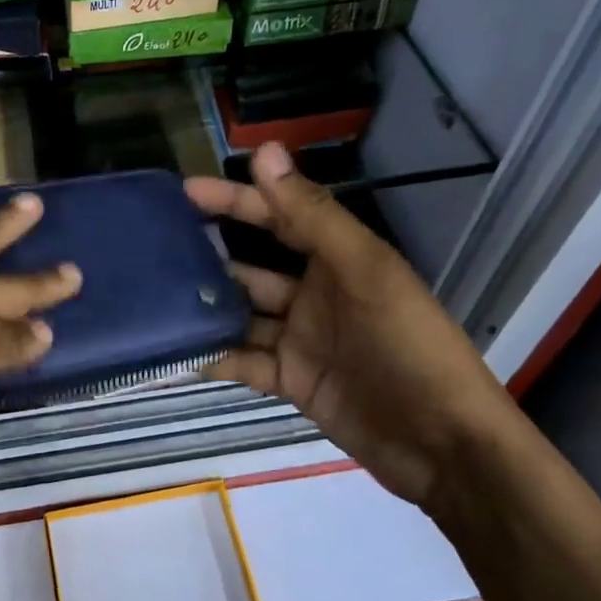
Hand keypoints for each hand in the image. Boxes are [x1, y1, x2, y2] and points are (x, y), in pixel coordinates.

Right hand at [185, 143, 521, 506]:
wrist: (446, 448)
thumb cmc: (410, 347)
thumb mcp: (365, 272)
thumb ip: (312, 215)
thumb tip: (265, 151)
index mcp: (338, 259)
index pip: (278, 216)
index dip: (235, 200)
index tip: (186, 190)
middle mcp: (315, 294)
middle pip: (251, 266)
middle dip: (209, 256)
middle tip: (154, 249)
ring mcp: (302, 340)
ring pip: (242, 315)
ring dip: (206, 308)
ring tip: (154, 300)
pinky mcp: (293, 382)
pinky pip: (244, 363)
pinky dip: (214, 358)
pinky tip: (175, 354)